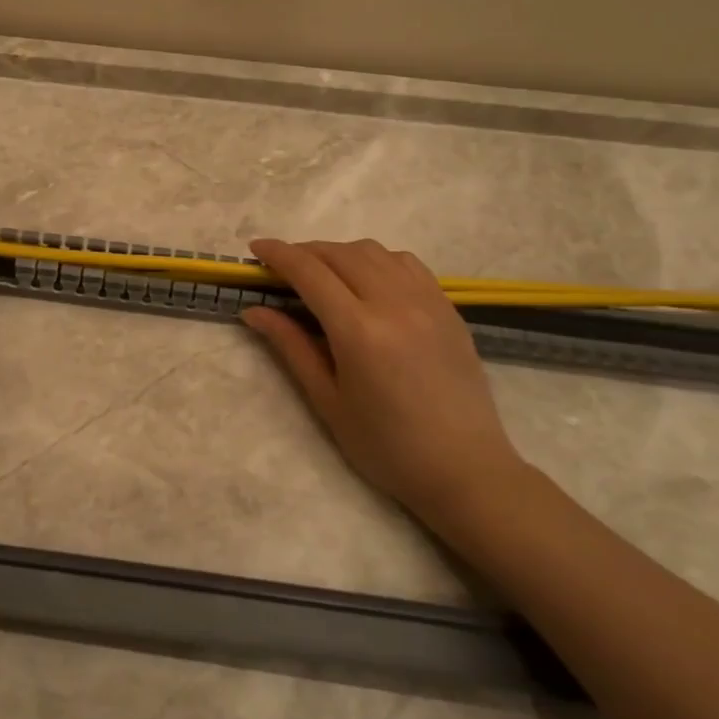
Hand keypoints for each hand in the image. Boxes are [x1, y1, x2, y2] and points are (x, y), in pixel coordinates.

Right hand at [243, 238, 524, 527]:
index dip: (278, 254)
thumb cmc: (386, 446)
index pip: (309, 272)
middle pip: (339, 253)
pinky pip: (406, 263)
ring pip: (373, 251)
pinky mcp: (447, 307)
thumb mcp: (328, 401)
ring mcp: (426, 301)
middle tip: (282, 267)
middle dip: (304, 251)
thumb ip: (291, 347)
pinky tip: (367, 280)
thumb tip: (253, 311)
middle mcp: (393, 303)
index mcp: (359, 331)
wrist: (465, 470)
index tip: (255, 248)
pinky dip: (376, 260)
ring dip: (339, 252)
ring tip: (323, 273)